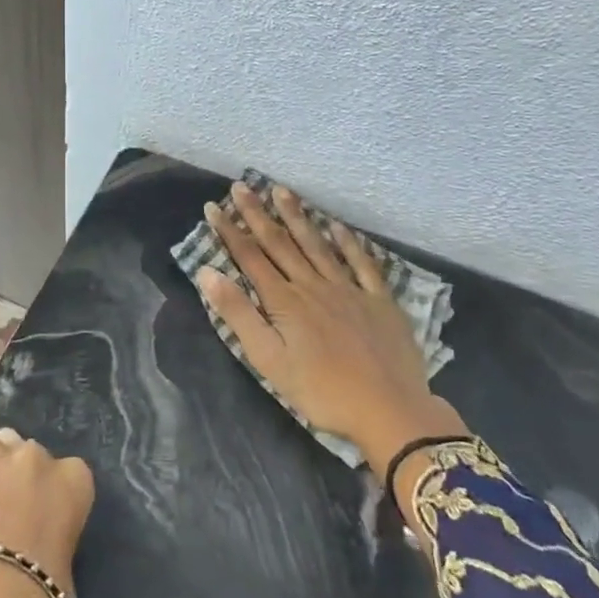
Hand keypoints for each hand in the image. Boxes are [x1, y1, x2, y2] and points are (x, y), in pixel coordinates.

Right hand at [196, 183, 467, 507]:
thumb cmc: (322, 391)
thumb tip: (207, 272)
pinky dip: (348, 243)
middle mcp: (313, 285)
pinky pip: (362, 264)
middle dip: (257, 214)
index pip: (250, 257)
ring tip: (281, 191)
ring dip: (296, 217)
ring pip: (316, 245)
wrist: (390, 411)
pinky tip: (338, 226)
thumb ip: (238, 314)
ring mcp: (348, 289)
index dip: (230, 231)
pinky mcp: (379, 300)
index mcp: (284, 301)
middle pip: (280, 243)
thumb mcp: (269, 360)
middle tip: (241, 186)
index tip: (213, 207)